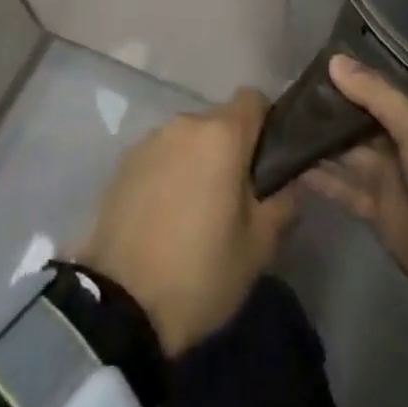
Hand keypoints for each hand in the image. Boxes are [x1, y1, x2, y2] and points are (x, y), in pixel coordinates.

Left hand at [76, 88, 296, 355]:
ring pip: (188, 139)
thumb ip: (283, 203)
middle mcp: (184, 124)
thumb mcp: (258, 247)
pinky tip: (164, 216)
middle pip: (219, 121)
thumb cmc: (200, 273)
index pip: (253, 99)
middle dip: (232, 150)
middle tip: (235, 198)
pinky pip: (159, 156)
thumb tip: (289, 182)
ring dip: (198, 161)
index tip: (268, 161)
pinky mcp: (122, 163)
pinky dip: (168, 174)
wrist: (118, 306)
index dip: (267, 123)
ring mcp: (148, 141)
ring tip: (196, 211)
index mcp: (221, 135)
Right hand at [303, 55, 407, 318]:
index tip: (312, 59)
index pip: (381, 88)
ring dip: (317, 139)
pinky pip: (342, 187)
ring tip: (275, 119)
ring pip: (345, 151)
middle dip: (327, 107)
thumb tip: (334, 60)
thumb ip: (377, 96)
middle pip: (359, 119)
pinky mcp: (376, 210)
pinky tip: (286, 161)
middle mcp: (405, 142)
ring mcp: (389, 177)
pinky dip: (318, 176)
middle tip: (283, 88)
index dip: (350, 76)